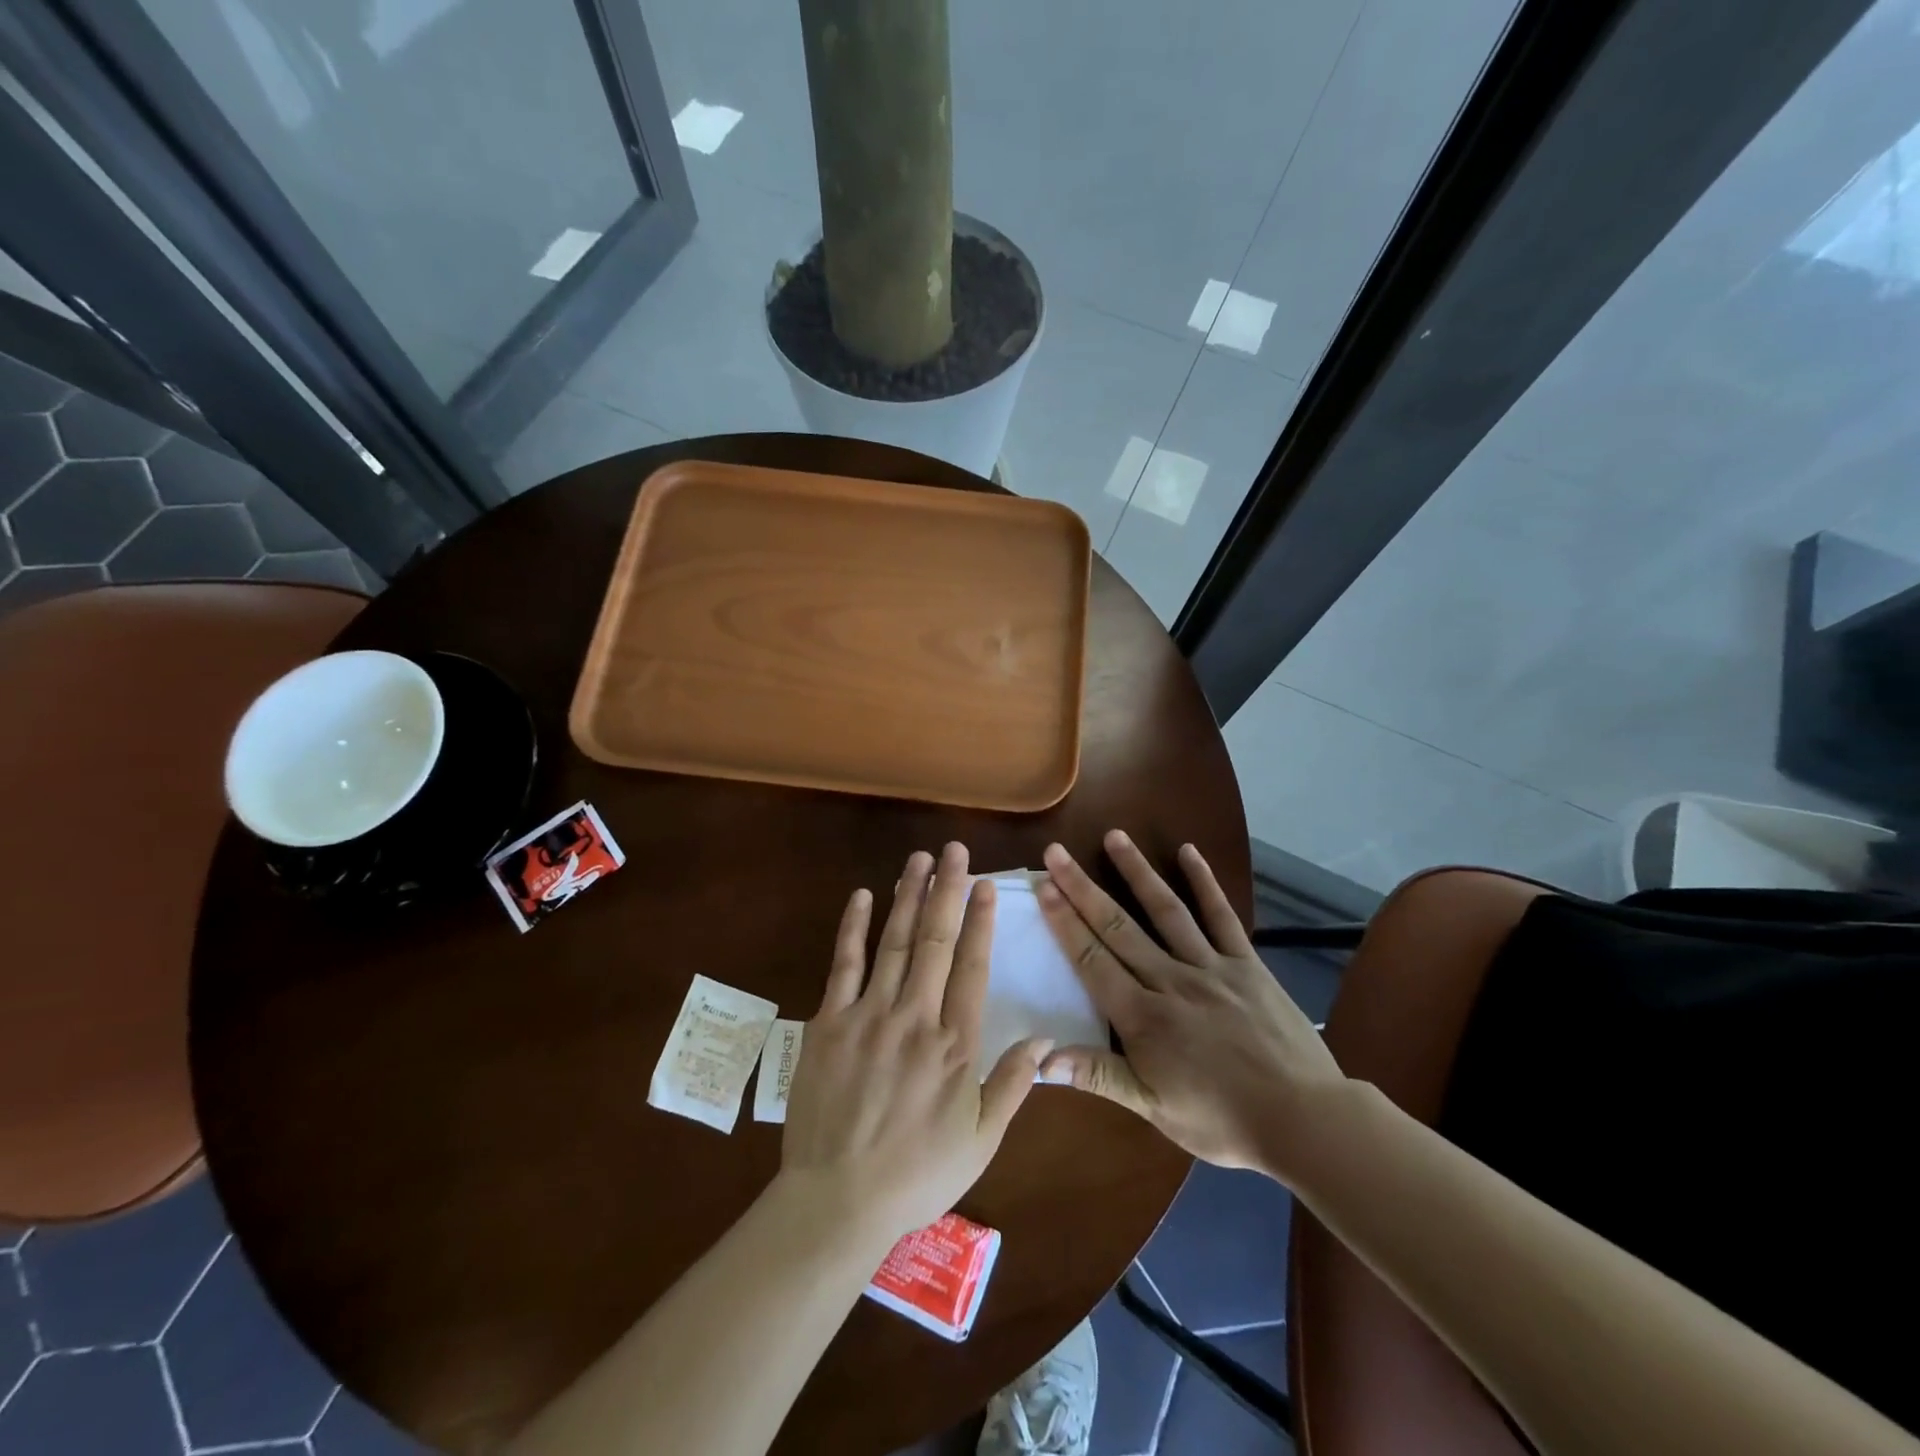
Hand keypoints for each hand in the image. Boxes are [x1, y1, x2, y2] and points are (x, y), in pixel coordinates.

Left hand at [780, 843, 1053, 1244]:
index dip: (981, 921)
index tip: (987, 884)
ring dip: (907, 896)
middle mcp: (915, 1018)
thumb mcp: (980, 1141)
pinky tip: (863, 896)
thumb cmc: (917, 1174)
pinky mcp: (829, 1023)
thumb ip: (1012, 1086)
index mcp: (955, 1046)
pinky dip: (853, 928)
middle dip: (947, 890)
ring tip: (919, 859)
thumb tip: (1044, 1041)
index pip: (972, 967)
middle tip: (955, 849)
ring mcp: (868, 1016)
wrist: (837, 1200)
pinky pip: (843, 965)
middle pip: (935, 941)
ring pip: (893, 942)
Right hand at [1035, 830, 1344, 1176]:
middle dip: (1082, 888)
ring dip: (1137, 872)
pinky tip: (1189, 852)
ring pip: (1165, 911)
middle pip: (1118, 927)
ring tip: (1114, 837)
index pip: (1092, 960)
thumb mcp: (1155, 1109)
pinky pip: (1222, 917)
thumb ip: (1099, 1076)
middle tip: (1056, 853)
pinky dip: (1205, 883)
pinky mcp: (1246, 964)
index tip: (1043, 886)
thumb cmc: (1223, 1120)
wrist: (1305, 1119)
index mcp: (1143, 1018)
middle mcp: (1171, 981)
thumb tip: (1043, 1058)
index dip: (1064, 922)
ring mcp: (1211, 967)